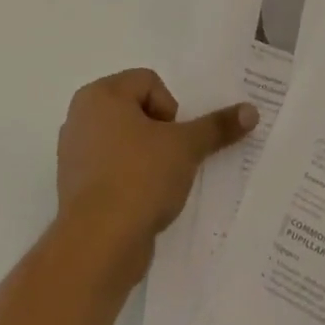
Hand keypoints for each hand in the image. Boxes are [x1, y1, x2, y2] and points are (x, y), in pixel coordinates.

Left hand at [55, 69, 256, 273]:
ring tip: (159, 182)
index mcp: (99, 95)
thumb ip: (217, 126)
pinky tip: (143, 201)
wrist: (98, 243)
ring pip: (124, 141)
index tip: (174, 139)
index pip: (149, 82)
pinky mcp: (75, 186)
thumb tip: (251, 110)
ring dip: (146, 156)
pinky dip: (129, 178)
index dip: (170, 108)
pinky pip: (111, 169)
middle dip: (160, 133)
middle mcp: (80, 116)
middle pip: (136, 110)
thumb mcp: (186, 147)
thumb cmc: (139, 177)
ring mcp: (74, 153)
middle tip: (170, 159)